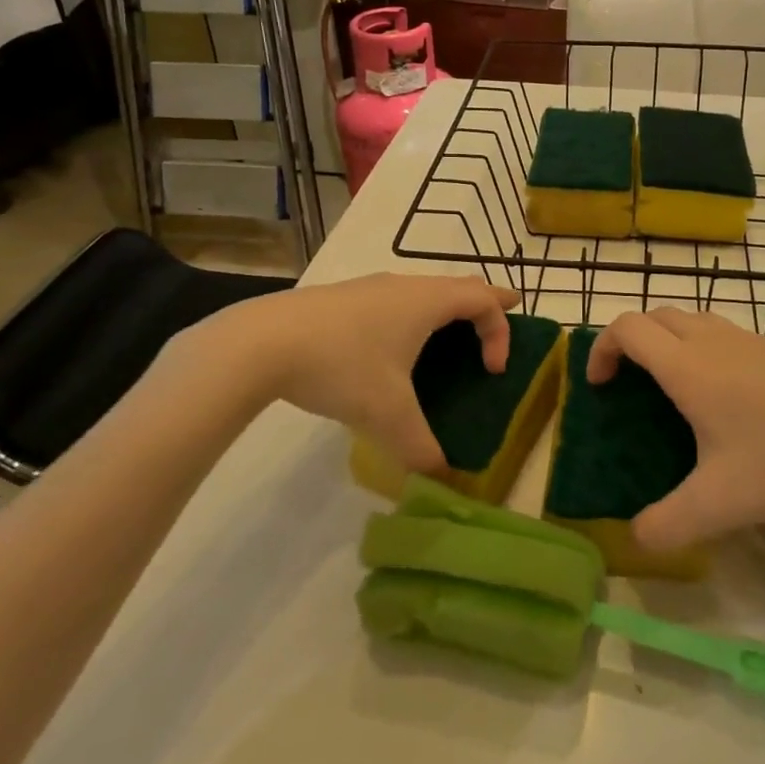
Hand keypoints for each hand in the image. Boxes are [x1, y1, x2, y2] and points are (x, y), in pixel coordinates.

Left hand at [165, 274, 517, 472]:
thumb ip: (419, 448)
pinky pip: (395, 300)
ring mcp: (372, 288)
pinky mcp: (344, 298)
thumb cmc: (341, 366)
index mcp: (427, 301)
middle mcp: (406, 285)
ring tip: (446, 337)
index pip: (483, 299)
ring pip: (424, 290)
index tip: (493, 370)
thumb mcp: (386, 414)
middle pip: (459, 285)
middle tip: (502, 317)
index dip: (500, 331)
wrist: (262, 342)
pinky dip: (412, 316)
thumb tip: (440, 478)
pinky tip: (389, 349)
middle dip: (484, 304)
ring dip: (445, 310)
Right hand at [587, 309, 764, 551]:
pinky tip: (724, 399)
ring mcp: (748, 339)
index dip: (601, 349)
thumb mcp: (723, 503)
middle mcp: (712, 340)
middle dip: (631, 342)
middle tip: (629, 385)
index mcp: (688, 366)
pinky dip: (700, 348)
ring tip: (671, 390)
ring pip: (690, 320)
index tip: (600, 386)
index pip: (627, 328)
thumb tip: (636, 537)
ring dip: (667, 341)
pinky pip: (721, 333)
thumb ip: (670, 523)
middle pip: (655, 316)